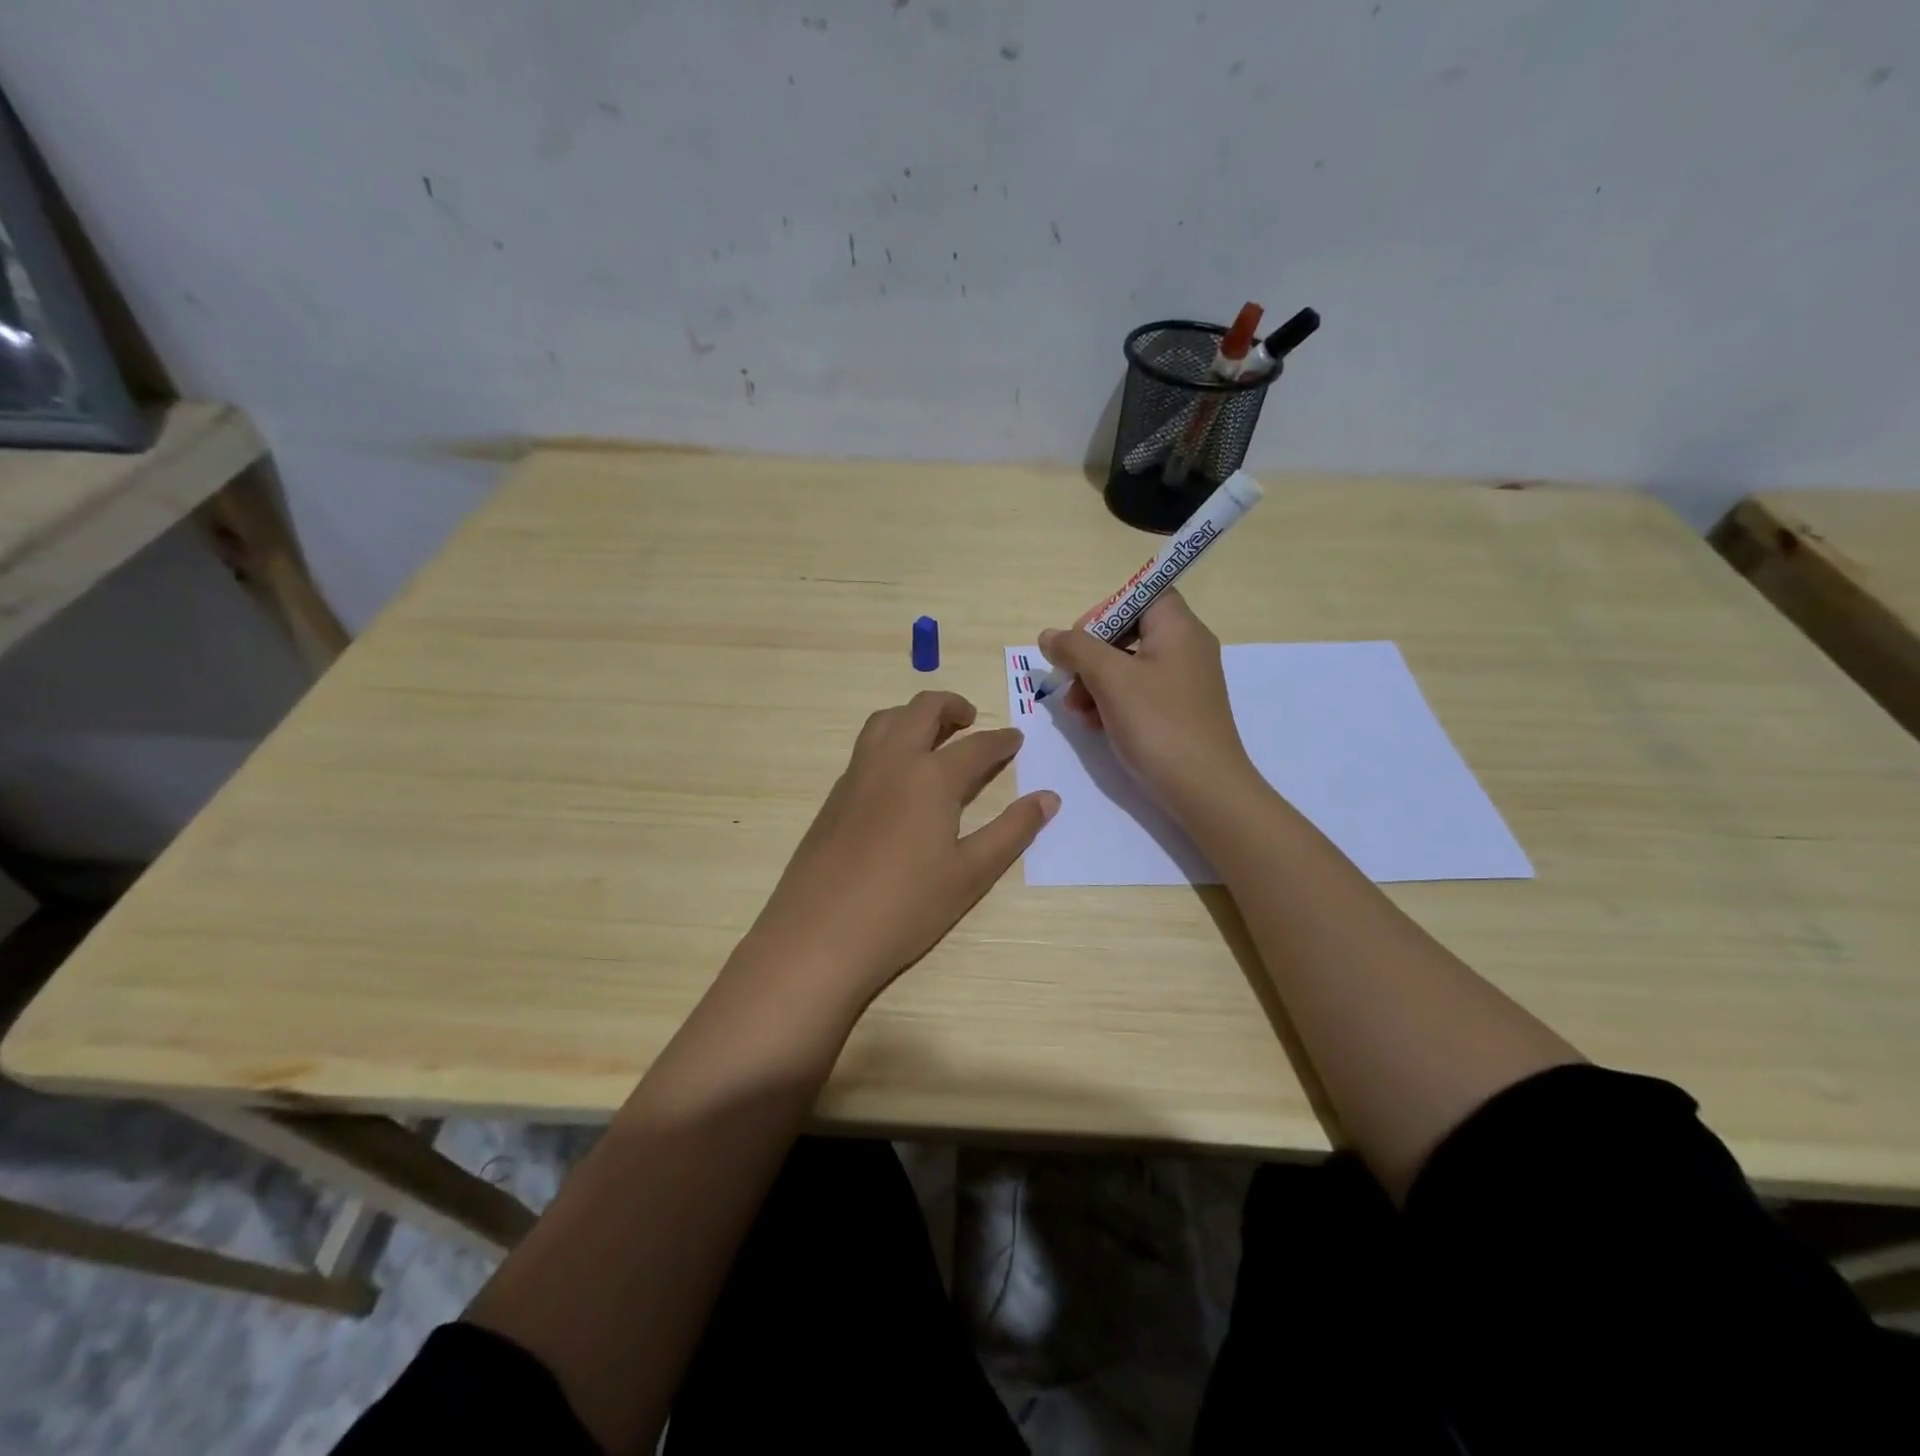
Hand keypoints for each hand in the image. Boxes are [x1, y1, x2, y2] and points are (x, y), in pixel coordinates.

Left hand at [738, 691, 1057, 1007]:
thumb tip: (1049, 798)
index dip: (1001, 741)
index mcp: (931, 777)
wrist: (819, 935)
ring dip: (914, 715)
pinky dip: (889, 738)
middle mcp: (892, 761)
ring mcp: (856, 775)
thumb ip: (1012, 831)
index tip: (1015, 738)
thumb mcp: (971, 873)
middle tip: (971, 720)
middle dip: (952, 706)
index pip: (976, 746)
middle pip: (923, 710)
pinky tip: (897, 774)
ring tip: (933, 735)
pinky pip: (865, 746)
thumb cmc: (905, 907)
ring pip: (886, 720)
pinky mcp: (834, 795)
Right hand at [1038, 589, 1258, 814]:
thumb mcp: (1110, 680)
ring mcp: (1184, 682)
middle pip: (1129, 631)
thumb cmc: (1158, 724)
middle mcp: (1186, 648)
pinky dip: (1113, 702)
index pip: (1142, 594)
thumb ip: (1076, 649)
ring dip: (1095, 682)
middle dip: (1091, 655)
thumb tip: (1049, 635)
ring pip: (1128, 666)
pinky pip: (1139, 693)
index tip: (1079, 639)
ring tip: (1075, 711)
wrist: (1205, 790)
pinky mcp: (1178, 711)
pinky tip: (1093, 725)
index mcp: (1178, 628)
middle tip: (1068, 680)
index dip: (1106, 610)